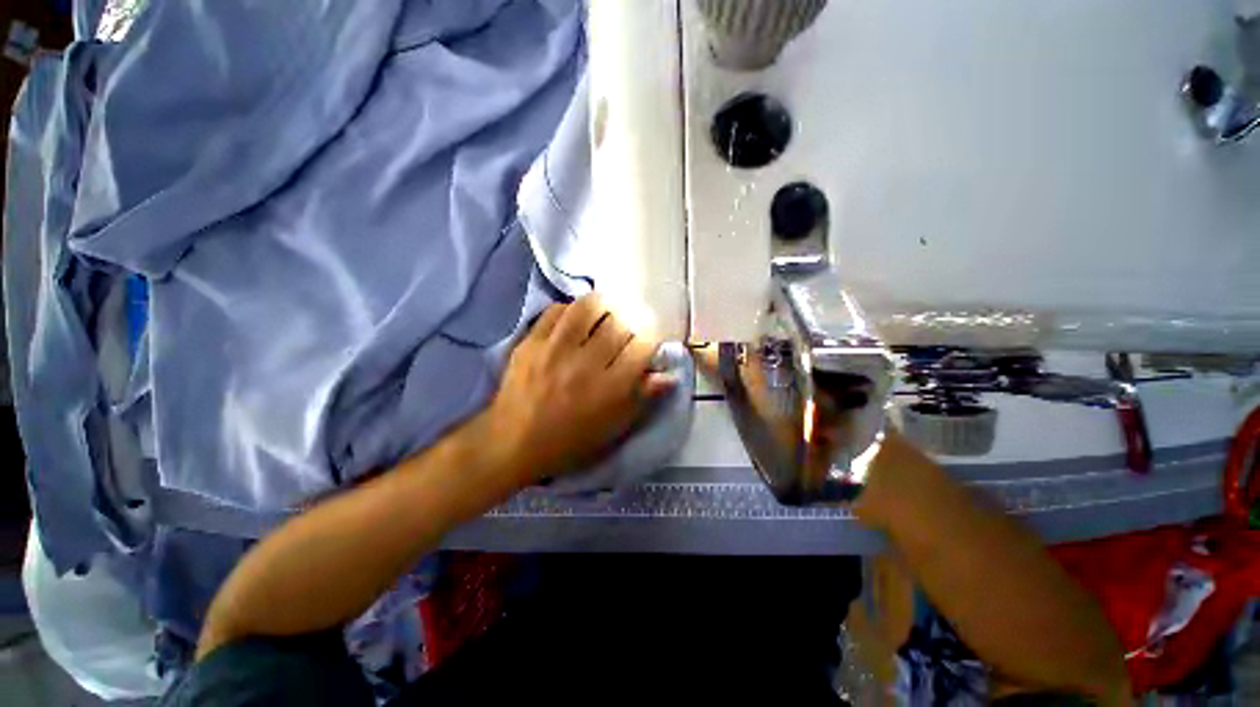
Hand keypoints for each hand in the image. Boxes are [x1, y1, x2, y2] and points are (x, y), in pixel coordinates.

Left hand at [486, 294, 674, 483]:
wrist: (514, 441)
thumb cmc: (570, 441)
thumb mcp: (613, 427)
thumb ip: (643, 398)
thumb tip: (669, 375)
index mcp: (610, 389)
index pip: (642, 346)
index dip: (649, 341)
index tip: (644, 345)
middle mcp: (586, 364)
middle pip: (619, 323)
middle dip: (629, 323)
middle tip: (625, 331)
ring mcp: (555, 349)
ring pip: (589, 307)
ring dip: (603, 307)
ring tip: (604, 315)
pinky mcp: (530, 341)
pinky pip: (556, 310)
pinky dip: (570, 310)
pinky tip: (574, 321)